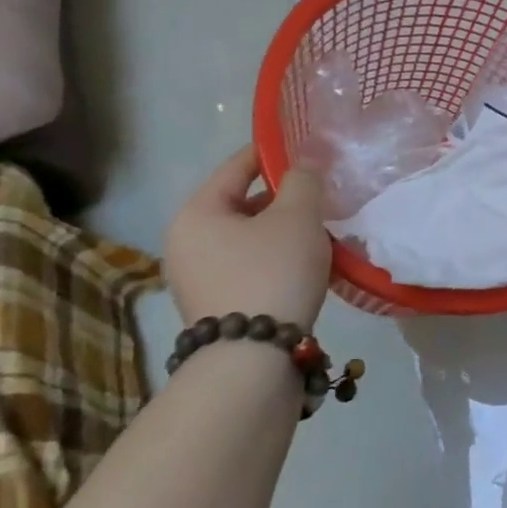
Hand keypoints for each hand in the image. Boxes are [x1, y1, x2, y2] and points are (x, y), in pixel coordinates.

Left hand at [165, 147, 332, 330]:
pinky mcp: (214, 305)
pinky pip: (248, 265)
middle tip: (321, 195)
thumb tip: (304, 160)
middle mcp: (185, 242)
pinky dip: (275, 257)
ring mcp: (195, 278)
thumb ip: (303, 179)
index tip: (307, 148)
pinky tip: (306, 264)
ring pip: (248, 237)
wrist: (253, 359)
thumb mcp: (297, 216)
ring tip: (320, 231)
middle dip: (283, 197)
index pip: (236, 166)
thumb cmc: (272, 271)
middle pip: (242, 203)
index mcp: (196, 213)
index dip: (273, 152)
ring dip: (282, 230)